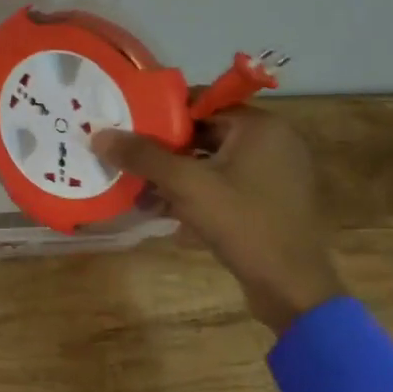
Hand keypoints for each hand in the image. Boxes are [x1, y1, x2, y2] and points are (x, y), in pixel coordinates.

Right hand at [92, 109, 342, 337]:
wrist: (292, 288)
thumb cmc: (243, 223)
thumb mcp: (186, 185)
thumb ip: (143, 156)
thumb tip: (100, 135)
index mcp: (261, 126)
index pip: (201, 103)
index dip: (161, 113)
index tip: (127, 126)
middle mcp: (273, 142)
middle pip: (205, 133)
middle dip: (165, 150)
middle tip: (129, 159)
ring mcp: (275, 174)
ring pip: (213, 162)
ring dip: (177, 175)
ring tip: (140, 189)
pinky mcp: (270, 202)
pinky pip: (226, 185)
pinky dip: (198, 193)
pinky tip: (167, 212)